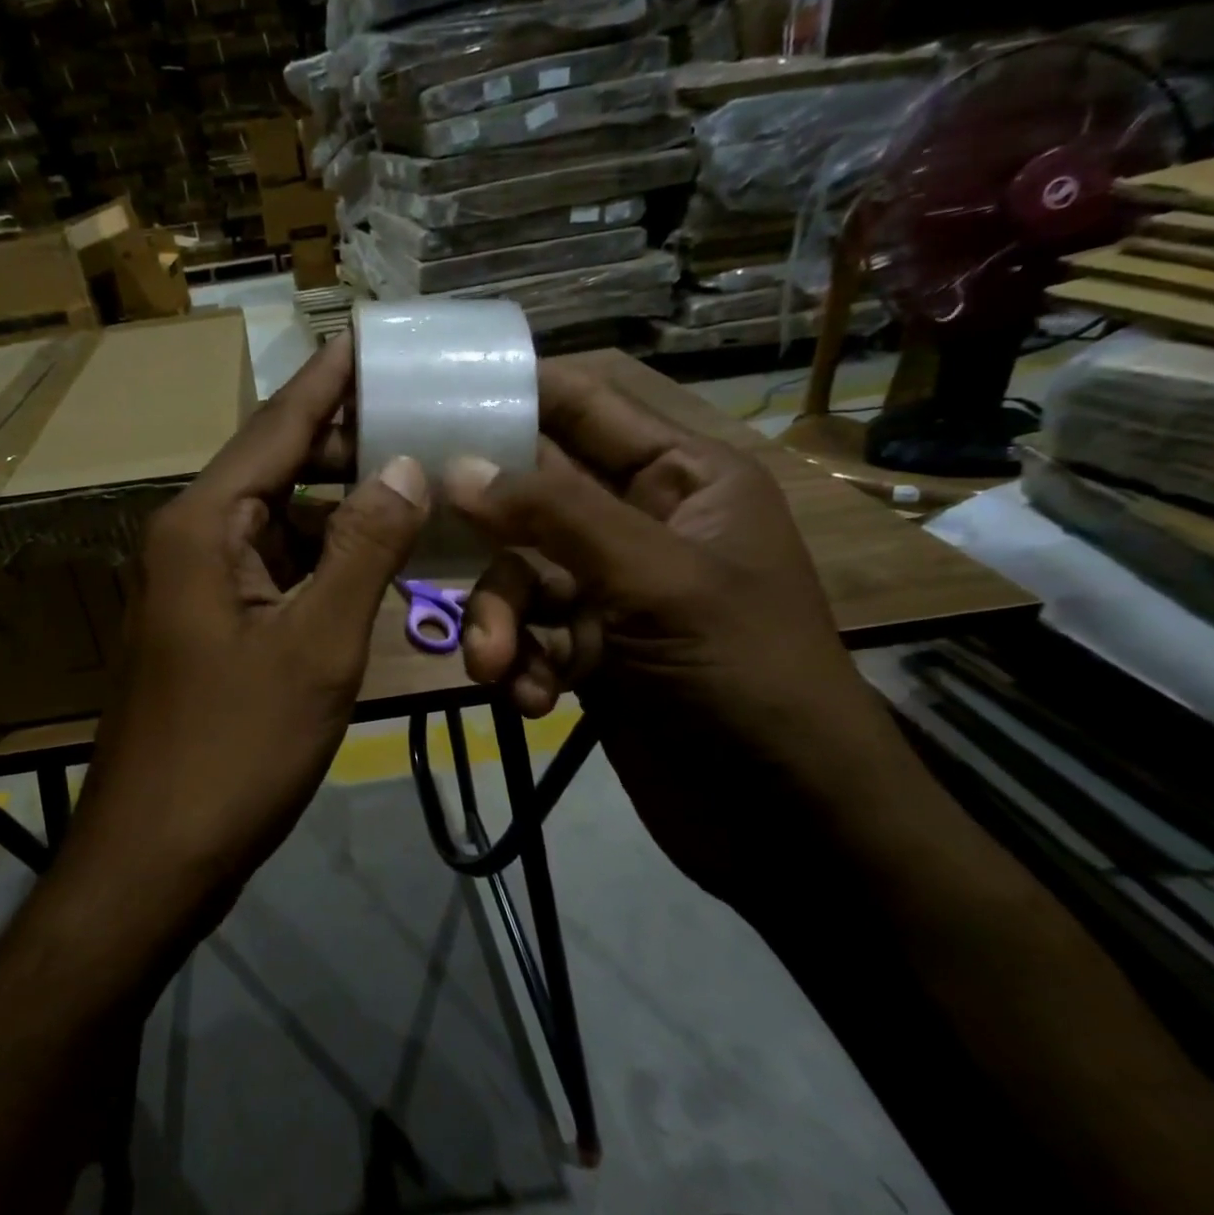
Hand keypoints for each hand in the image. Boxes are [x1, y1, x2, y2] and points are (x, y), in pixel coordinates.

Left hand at [65, 337, 429, 933]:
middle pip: (275, 471)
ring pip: (278, 527)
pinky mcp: (209, 631)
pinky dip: (321, 563)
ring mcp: (196, 589)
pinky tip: (370, 562)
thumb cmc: (234, 751)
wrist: (154, 856)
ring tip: (412, 485)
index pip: (275, 429)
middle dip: (345, 448)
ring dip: (339, 511)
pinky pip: (273, 575)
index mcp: (203, 528)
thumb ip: (362, 550)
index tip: (370, 338)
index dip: (327, 383)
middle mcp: (191, 543)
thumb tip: (403, 467)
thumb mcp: (316, 647)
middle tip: (421, 421)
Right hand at [444, 362, 902, 904]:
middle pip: (530, 498)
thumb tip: (458, 466)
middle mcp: (638, 524)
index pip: (584, 407)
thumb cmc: (744, 675)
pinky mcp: (586, 652)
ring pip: (516, 577)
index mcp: (680, 478)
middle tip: (427, 548)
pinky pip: (525, 635)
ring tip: (496, 667)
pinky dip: (517, 663)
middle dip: (487, 537)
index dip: (514, 395)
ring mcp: (608, 591)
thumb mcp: (656, 581)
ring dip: (496, 621)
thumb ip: (556, 515)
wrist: (786, 819)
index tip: (433, 399)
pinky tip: (532, 699)